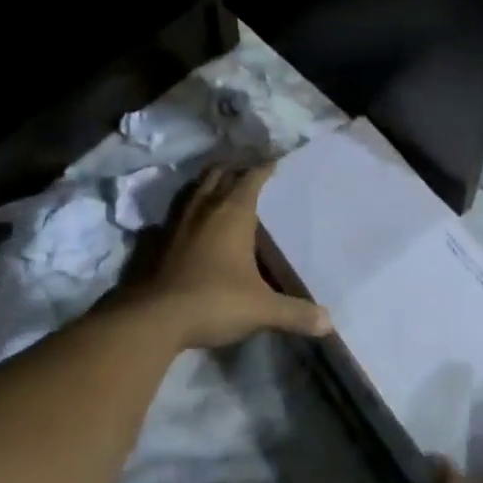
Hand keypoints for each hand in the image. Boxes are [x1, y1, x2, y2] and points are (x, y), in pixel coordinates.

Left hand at [142, 166, 330, 349]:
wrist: (154, 319)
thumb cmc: (214, 301)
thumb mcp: (261, 309)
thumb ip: (295, 313)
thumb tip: (329, 323)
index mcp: (233, 213)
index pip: (252, 177)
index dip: (264, 166)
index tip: (275, 160)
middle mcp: (205, 208)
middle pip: (219, 174)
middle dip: (234, 168)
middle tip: (248, 170)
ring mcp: (177, 222)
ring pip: (194, 190)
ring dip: (208, 184)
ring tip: (220, 188)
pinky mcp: (156, 241)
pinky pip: (174, 215)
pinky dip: (185, 212)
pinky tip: (188, 224)